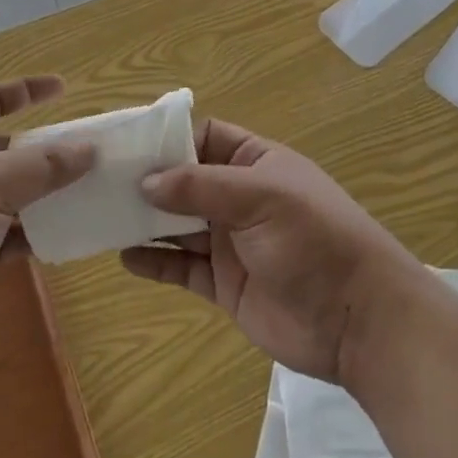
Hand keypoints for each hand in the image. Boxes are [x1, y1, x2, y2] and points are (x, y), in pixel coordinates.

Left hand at [0, 76, 93, 377]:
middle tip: (89, 152)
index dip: (24, 91)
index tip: (64, 89)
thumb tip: (89, 148)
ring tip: (90, 193)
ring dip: (46, 195)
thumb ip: (41, 166)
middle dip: (45, 149)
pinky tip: (68, 237)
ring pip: (12, 195)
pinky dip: (35, 234)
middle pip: (7, 149)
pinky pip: (10, 236)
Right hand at [122, 119, 424, 384]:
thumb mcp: (261, 198)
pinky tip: (125, 257)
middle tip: (99, 181)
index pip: (203, 137)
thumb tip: (146, 180)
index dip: (167, 138)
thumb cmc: (314, 240)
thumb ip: (202, 186)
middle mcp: (239, 197)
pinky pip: (183, 267)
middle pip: (184, 180)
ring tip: (102, 215)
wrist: (359, 321)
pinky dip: (155, 261)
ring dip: (145, 220)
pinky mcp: (225, 284)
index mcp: (255, 162)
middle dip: (147, 180)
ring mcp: (231, 242)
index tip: (124, 143)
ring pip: (178, 224)